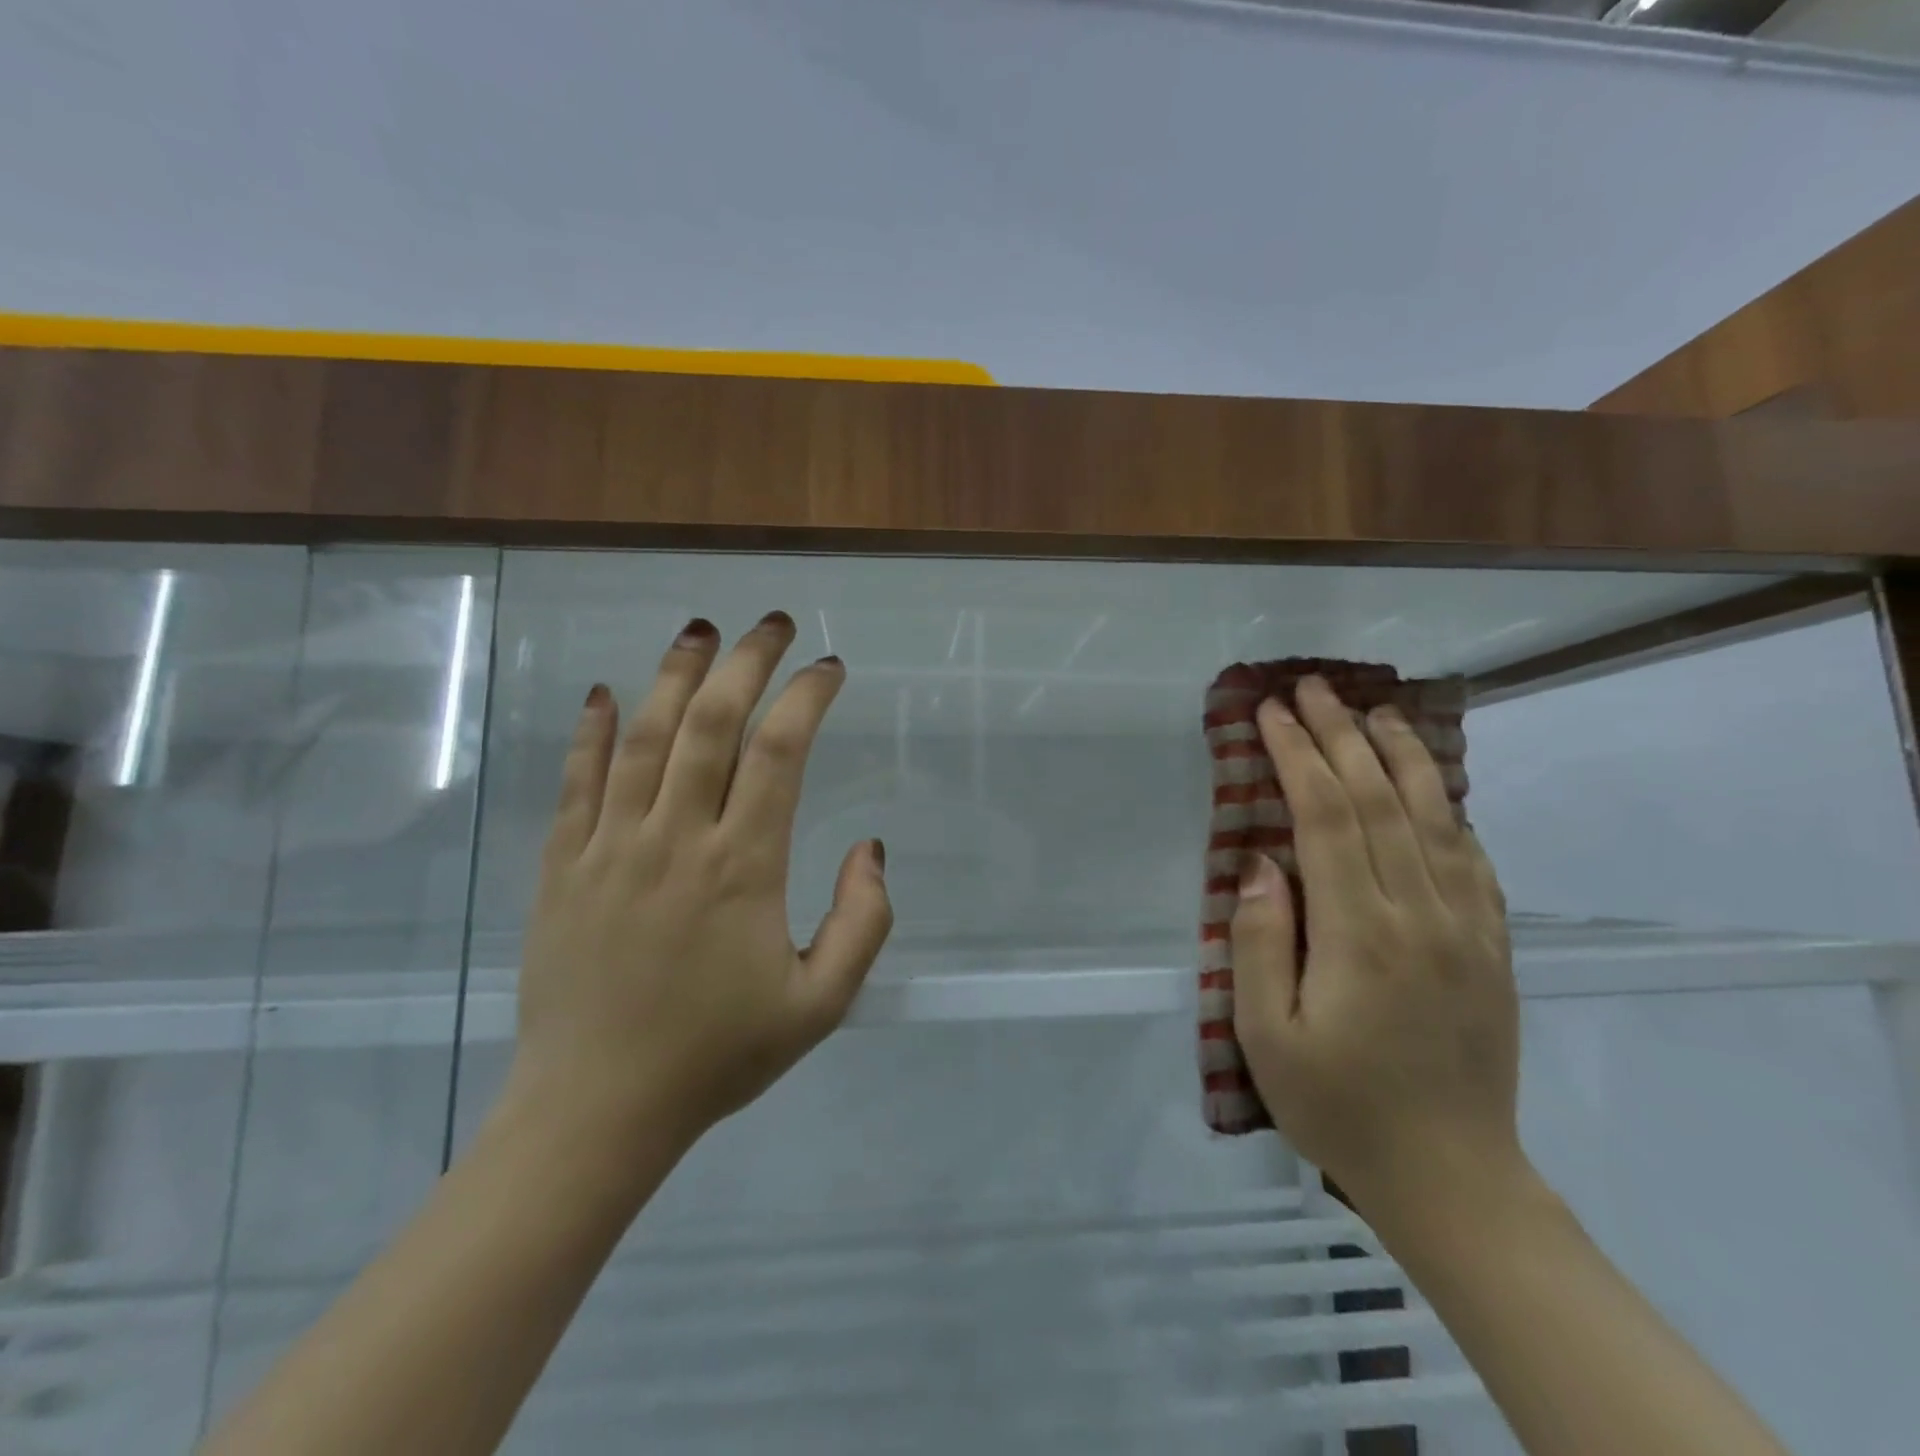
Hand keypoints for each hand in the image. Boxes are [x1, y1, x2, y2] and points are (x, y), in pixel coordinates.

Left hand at [505, 611, 892, 1152]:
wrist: (596, 1110)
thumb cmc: (717, 1055)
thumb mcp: (821, 1004)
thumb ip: (863, 923)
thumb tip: (869, 848)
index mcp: (743, 868)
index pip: (779, 753)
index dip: (807, 698)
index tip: (830, 669)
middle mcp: (676, 839)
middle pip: (711, 723)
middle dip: (747, 662)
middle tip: (774, 624)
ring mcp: (611, 846)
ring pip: (644, 737)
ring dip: (675, 674)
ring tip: (700, 630)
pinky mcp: (563, 865)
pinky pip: (577, 781)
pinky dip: (594, 730)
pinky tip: (608, 692)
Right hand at [1230, 675, 1523, 1219]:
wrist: (1450, 1176)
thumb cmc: (1337, 1104)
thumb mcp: (1265, 1033)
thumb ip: (1258, 939)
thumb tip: (1260, 862)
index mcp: (1359, 933)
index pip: (1326, 817)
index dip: (1297, 756)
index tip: (1271, 713)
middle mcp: (1421, 914)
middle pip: (1380, 800)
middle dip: (1341, 736)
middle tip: (1312, 688)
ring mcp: (1467, 928)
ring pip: (1434, 817)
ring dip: (1401, 755)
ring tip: (1374, 711)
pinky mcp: (1492, 946)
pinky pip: (1471, 859)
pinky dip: (1446, 809)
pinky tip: (1431, 785)